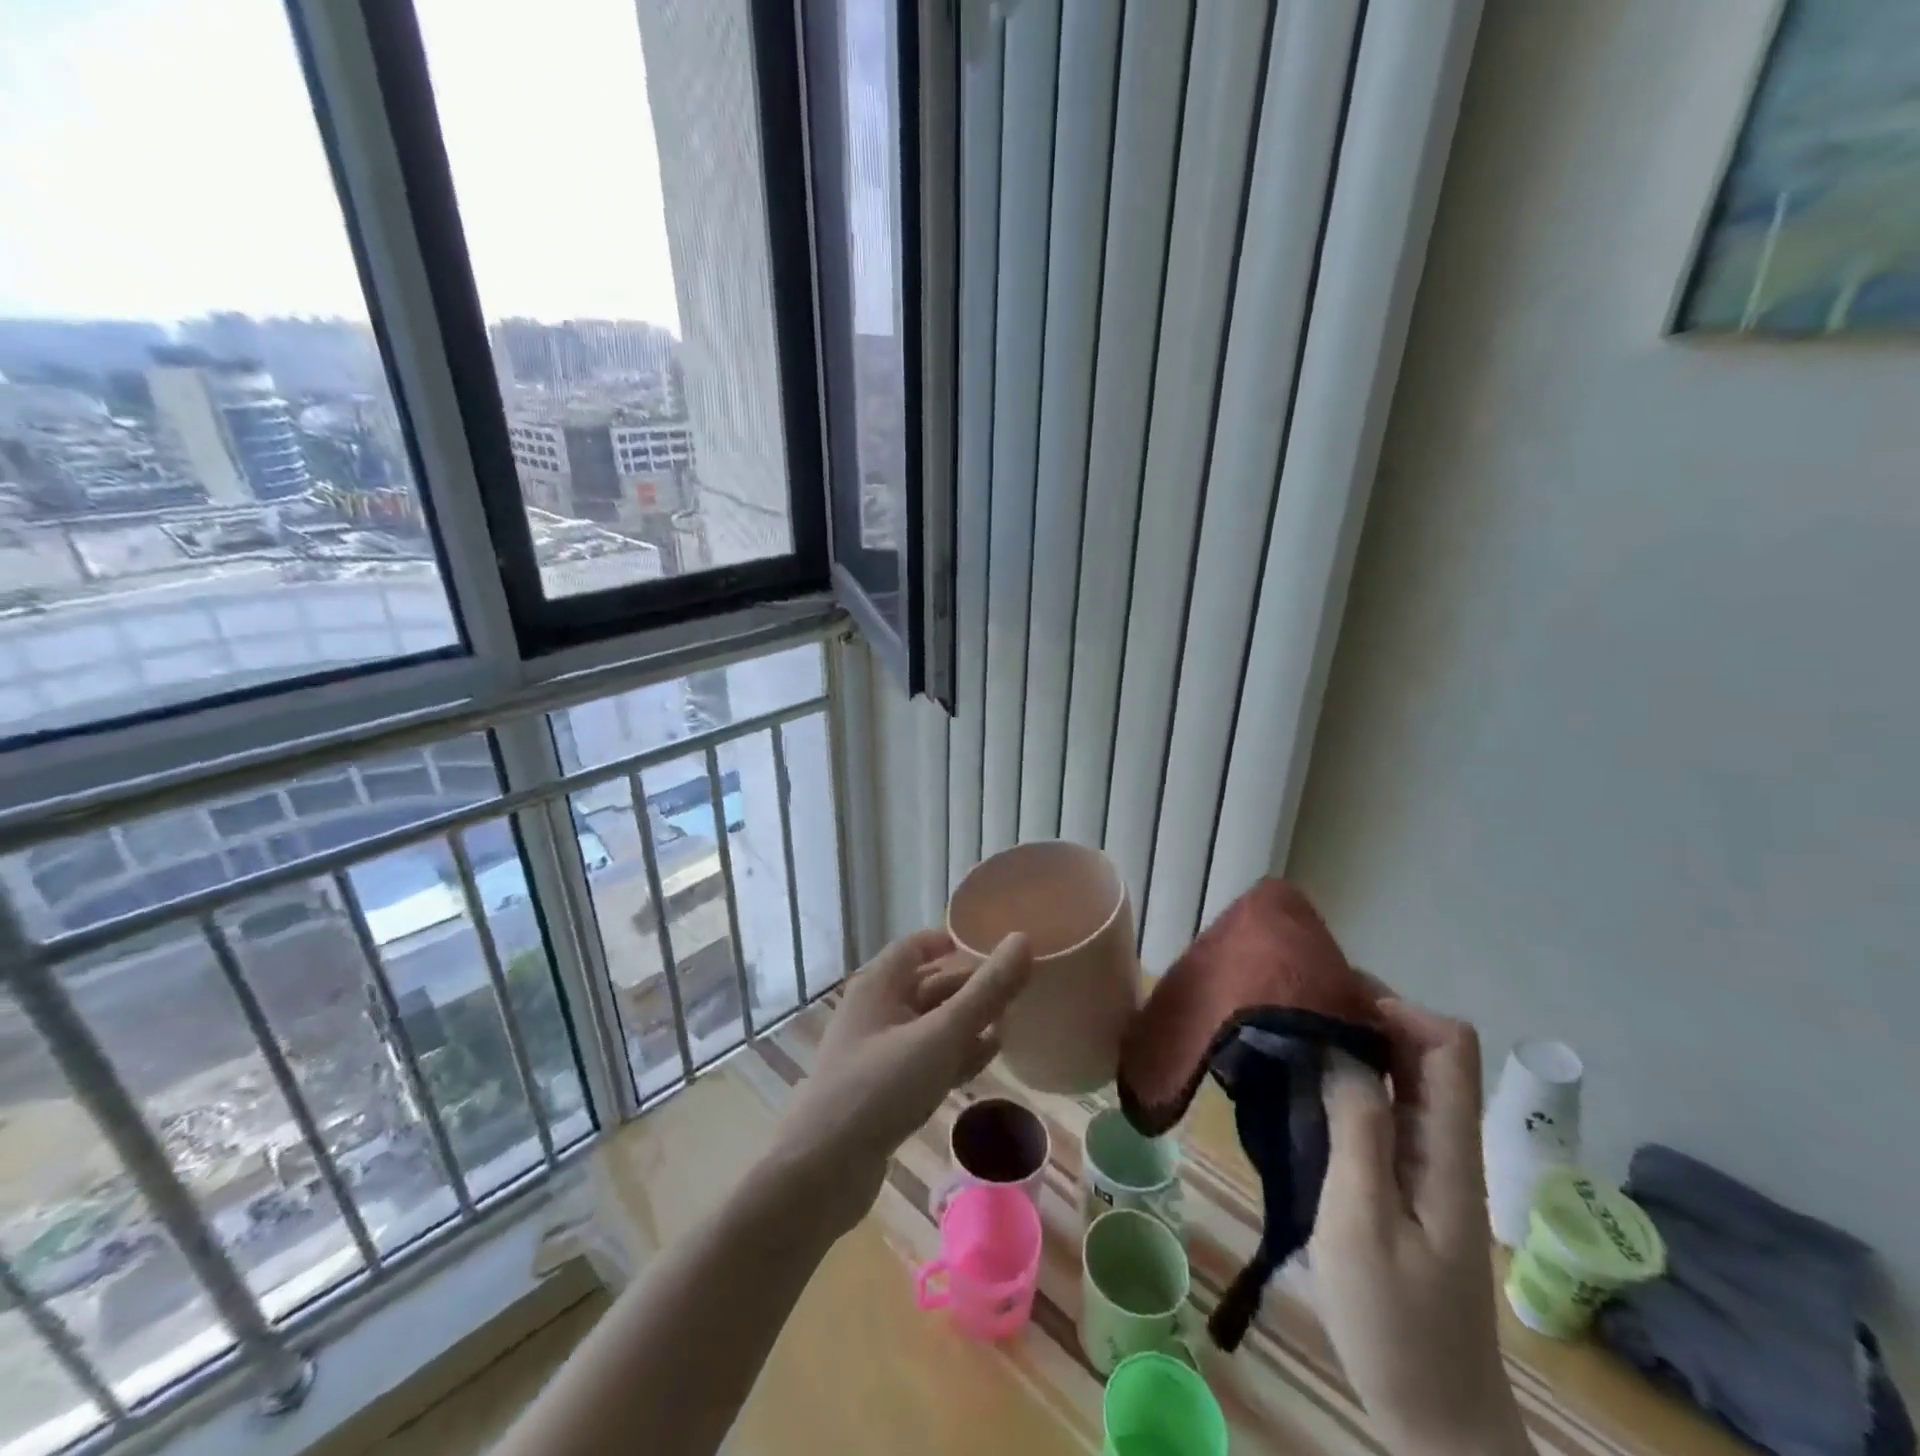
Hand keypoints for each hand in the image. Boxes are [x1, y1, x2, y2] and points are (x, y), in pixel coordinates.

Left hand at [776, 928, 1032, 1235]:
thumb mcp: (941, 1036)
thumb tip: (1022, 940)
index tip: (994, 948)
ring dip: (966, 1024)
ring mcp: (877, 1053)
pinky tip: (983, 1062)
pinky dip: (953, 1056)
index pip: (917, 946)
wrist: (820, 1172)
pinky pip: (925, 1060)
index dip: (953, 943)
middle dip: (970, 988)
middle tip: (1017, 991)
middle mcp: (875, 1011)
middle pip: (929, 986)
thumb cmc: (881, 1087)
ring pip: (930, 1026)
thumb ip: (986, 991)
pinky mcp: (882, 1091)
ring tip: (1010, 1026)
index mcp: (879, 985)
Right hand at [1307, 993, 1530, 1455]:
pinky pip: (1383, 1106)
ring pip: (1402, 1074)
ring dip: (1352, 1044)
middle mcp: (1445, 1143)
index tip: (1329, 998)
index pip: (1447, 1044)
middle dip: (1366, 1013)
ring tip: (1289, 1032)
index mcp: (1447, 1149)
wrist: (1433, 1416)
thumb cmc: (1394, 1323)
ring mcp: (1427, 1162)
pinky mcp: (1406, 1179)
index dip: (1396, 1008)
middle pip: (1424, 1049)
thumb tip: (1342, 1048)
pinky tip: (1302, 1083)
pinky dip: (1346, 1079)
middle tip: (1295, 1004)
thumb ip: (1359, 1130)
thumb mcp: (1363, 1222)